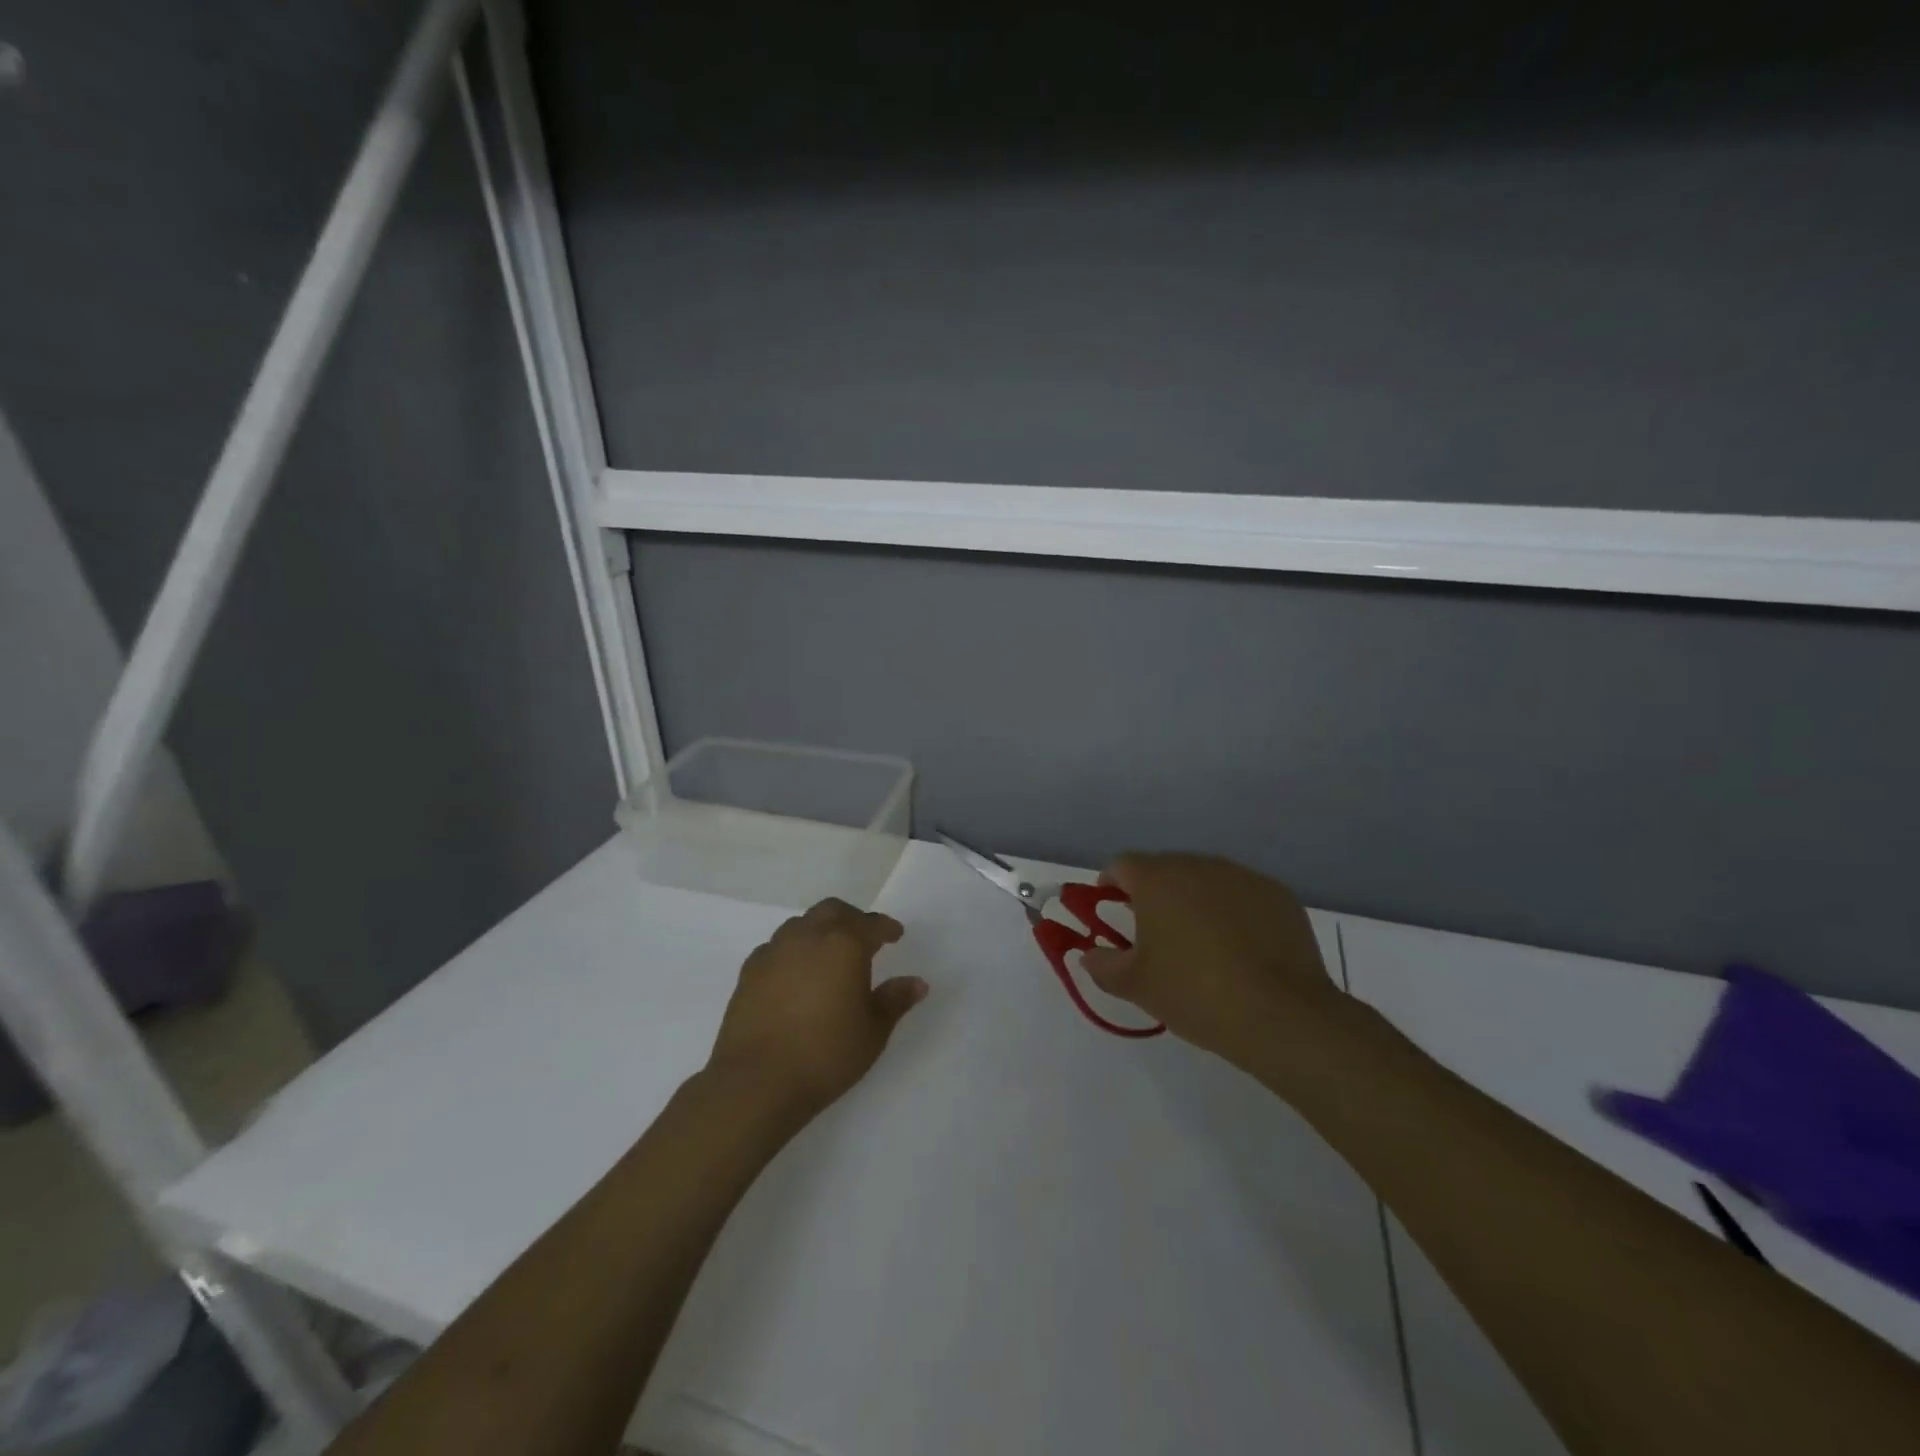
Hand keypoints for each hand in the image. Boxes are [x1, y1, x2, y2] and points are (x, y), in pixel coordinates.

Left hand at [705, 898, 927, 1120]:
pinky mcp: (749, 971)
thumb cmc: (826, 1054)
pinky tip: (795, 974)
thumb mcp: (873, 1031)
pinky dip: (792, 951)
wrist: (756, 1081)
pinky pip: (776, 947)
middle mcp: (808, 936)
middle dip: (852, 918)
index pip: (871, 924)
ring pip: (801, 925)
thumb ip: (895, 1000)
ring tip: (829, 955)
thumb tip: (917, 983)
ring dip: (820, 931)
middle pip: (833, 911)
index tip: (895, 935)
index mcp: (844, 944)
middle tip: (864, 937)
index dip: (886, 928)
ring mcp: (774, 951)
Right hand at [1080, 854, 1348, 1068]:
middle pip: (1165, 868)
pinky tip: (1240, 949)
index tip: (1110, 909)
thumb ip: (1103, 965)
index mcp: (1157, 880)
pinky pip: (1242, 894)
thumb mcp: (1136, 986)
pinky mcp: (1277, 894)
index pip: (1121, 865)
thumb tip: (1090, 955)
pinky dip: (1233, 911)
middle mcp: (1198, 865)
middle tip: (1154, 933)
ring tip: (1201, 943)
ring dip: (1194, 900)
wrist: (1281, 1015)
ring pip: (1205, 879)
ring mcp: (1242, 876)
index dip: (1110, 884)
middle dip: (1154, 893)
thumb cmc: (1195, 994)